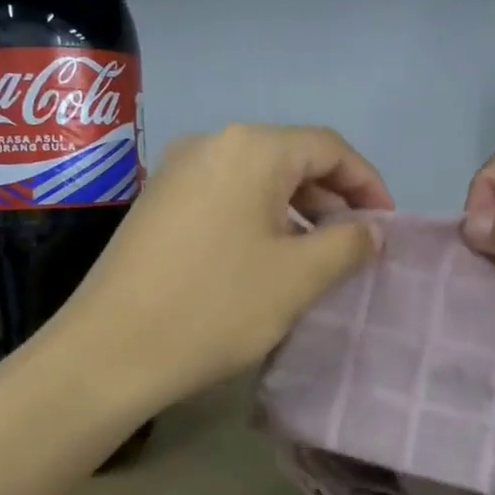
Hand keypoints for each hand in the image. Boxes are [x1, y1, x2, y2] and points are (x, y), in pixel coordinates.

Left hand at [56, 123, 392, 406]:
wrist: (109, 351)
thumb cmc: (215, 307)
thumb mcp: (297, 277)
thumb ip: (347, 244)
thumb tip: (371, 229)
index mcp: (250, 148)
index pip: (328, 147)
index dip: (367, 183)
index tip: (386, 225)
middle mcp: (211, 143)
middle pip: (290, 158)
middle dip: (331, 200)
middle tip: (354, 246)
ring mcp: (176, 171)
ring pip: (256, 180)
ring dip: (295, 213)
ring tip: (315, 259)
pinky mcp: (157, 202)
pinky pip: (224, 197)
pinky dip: (257, 220)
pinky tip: (264, 261)